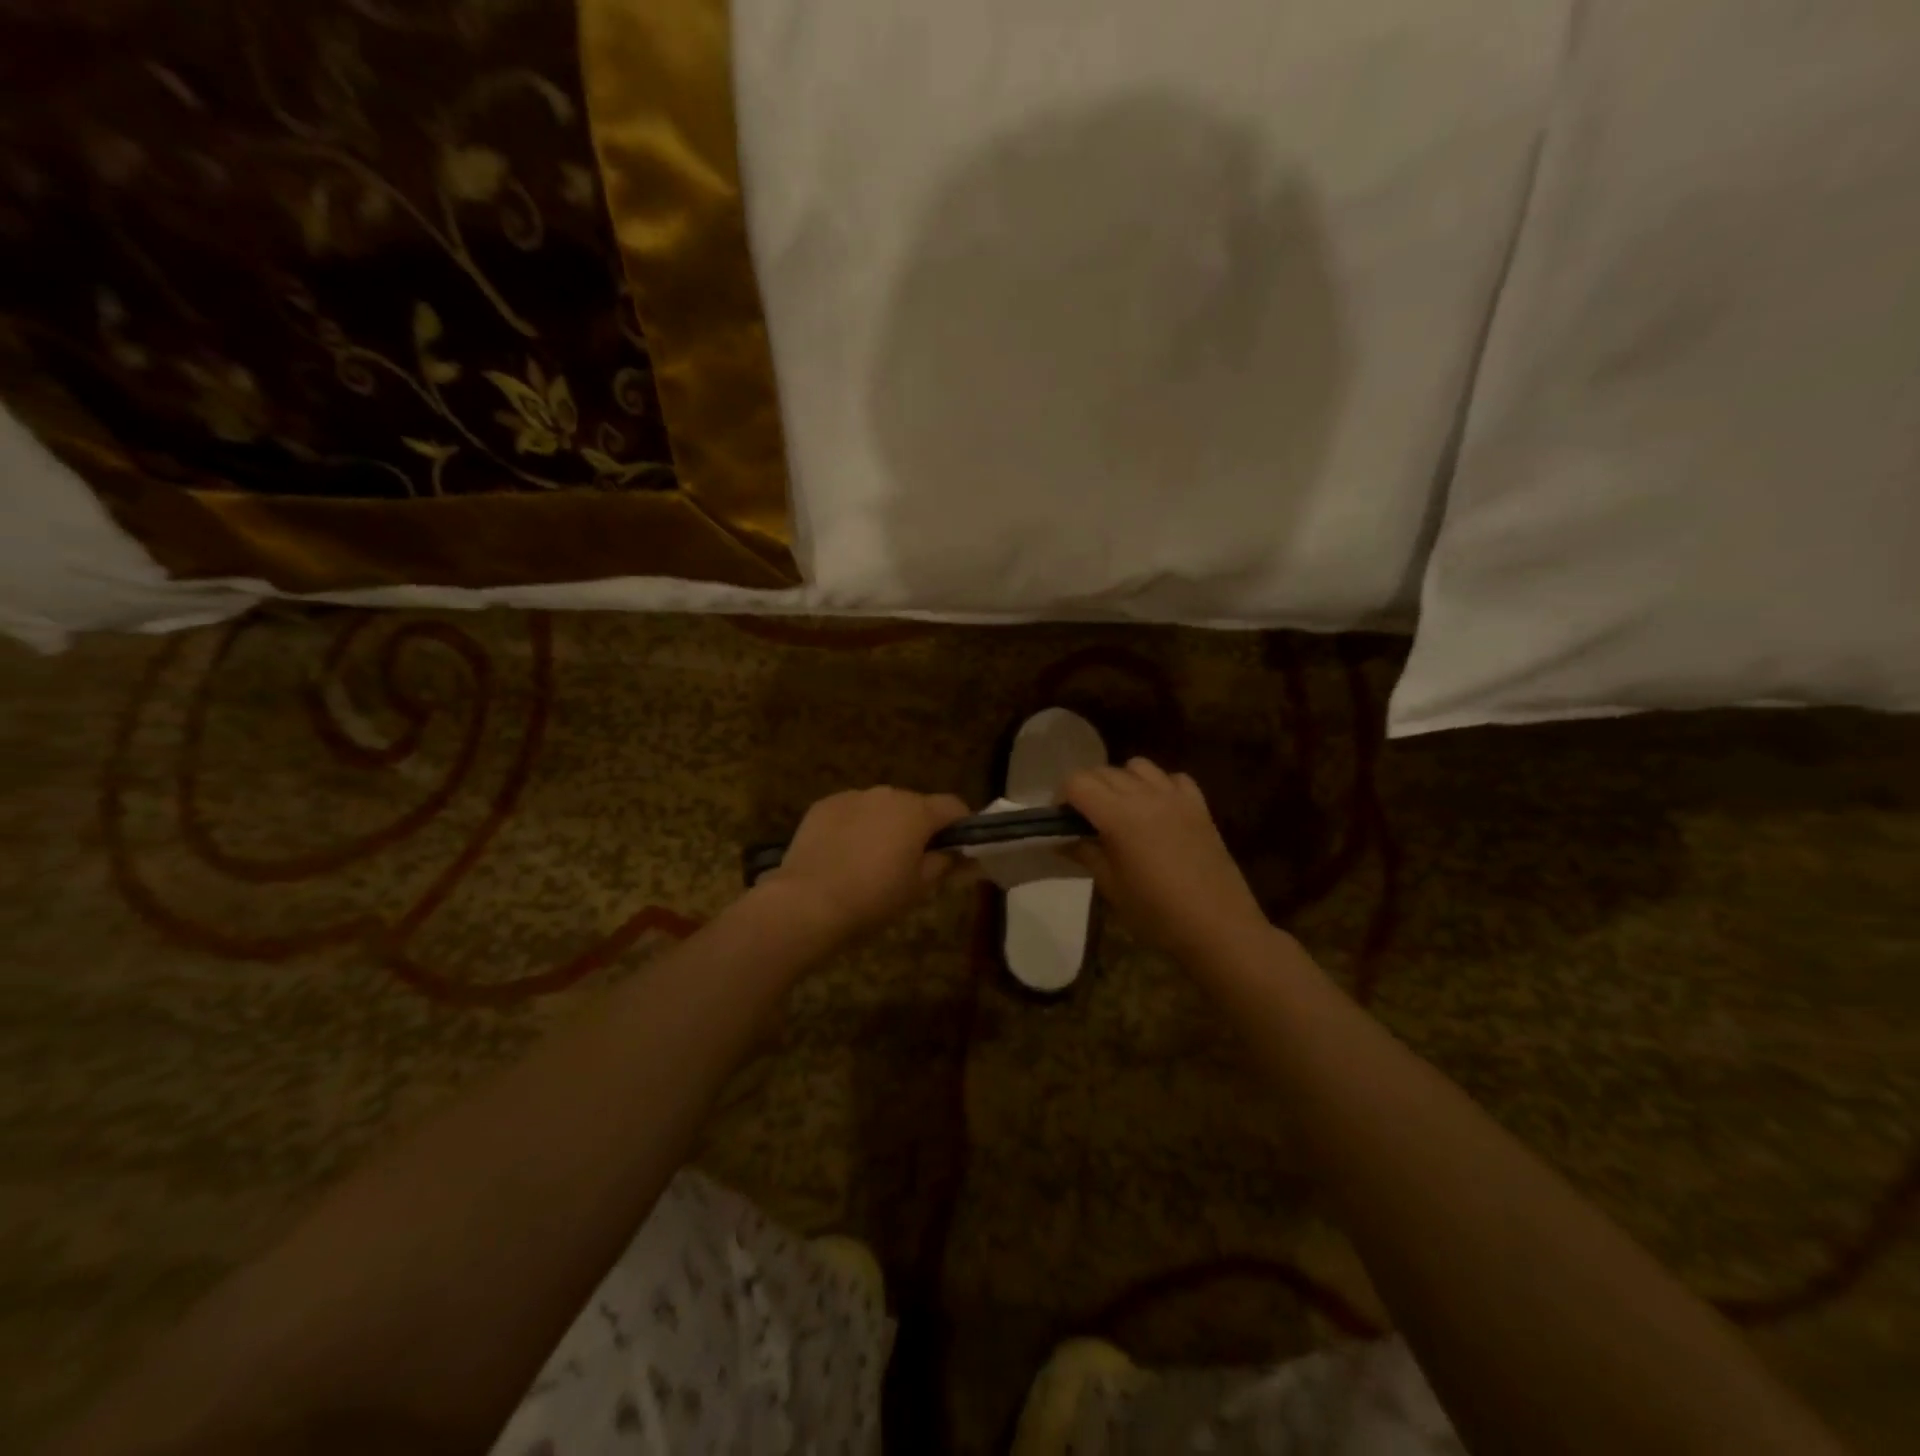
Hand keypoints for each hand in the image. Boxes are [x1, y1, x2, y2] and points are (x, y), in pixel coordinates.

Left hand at [761, 787, 972, 938]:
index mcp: (917, 812)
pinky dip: (856, 826)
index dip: (961, 827)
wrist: (807, 903)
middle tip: (912, 863)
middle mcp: (887, 794)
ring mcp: (852, 796)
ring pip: (882, 807)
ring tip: (873, 861)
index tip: (958, 852)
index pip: (953, 806)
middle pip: (916, 805)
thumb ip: (945, 864)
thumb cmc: (873, 898)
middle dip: (920, 828)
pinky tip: (844, 855)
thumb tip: (961, 855)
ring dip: (886, 826)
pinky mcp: (824, 805)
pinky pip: (852, 811)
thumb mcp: (919, 888)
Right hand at [1064, 758, 1268, 959]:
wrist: (1218, 927)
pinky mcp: (1200, 807)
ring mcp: (1176, 797)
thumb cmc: (1157, 913)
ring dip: (1122, 780)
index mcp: (1118, 815)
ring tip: (1121, 810)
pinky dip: (1159, 785)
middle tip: (1085, 819)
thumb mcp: (1112, 887)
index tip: (1061, 819)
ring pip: (1139, 767)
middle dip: (1087, 789)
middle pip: (1104, 771)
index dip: (1063, 796)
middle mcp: (1145, 795)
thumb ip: (1086, 854)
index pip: (1078, 782)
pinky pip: (1173, 778)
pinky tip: (1158, 810)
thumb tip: (1063, 839)